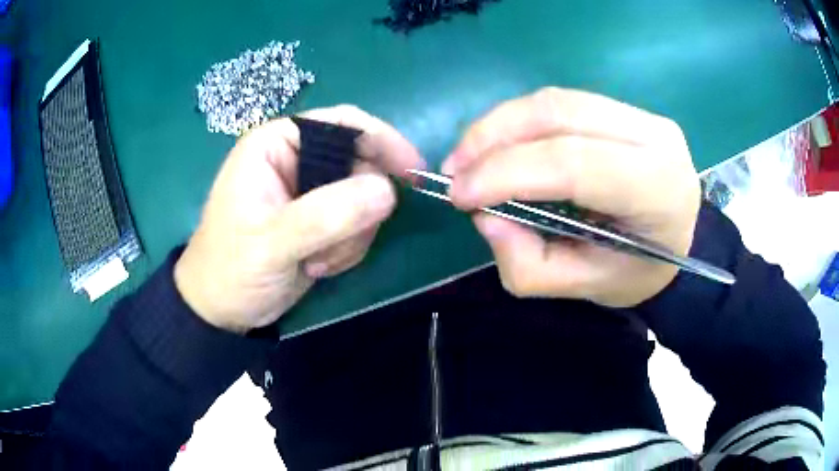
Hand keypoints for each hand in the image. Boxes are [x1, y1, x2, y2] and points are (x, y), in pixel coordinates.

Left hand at [175, 106, 424, 332]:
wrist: (223, 311)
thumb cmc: (231, 269)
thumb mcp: (272, 243)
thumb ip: (326, 215)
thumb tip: (389, 192)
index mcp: (276, 145)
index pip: (341, 123)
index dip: (381, 140)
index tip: (413, 171)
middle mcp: (296, 160)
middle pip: (359, 163)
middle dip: (358, 209)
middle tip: (340, 243)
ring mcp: (311, 192)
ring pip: (364, 198)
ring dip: (351, 236)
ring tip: (316, 261)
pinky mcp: (320, 220)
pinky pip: (358, 224)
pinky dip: (348, 248)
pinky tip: (318, 266)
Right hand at [443, 88, 700, 306]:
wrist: (680, 243)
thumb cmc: (638, 273)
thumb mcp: (584, 287)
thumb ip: (529, 264)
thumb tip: (484, 216)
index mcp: (656, 191)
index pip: (573, 164)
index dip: (506, 172)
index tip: (459, 195)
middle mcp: (655, 138)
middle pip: (559, 114)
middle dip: (493, 137)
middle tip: (455, 171)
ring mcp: (643, 115)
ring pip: (556, 100)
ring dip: (501, 124)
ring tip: (469, 157)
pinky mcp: (627, 109)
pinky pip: (562, 103)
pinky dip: (521, 120)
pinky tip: (501, 143)